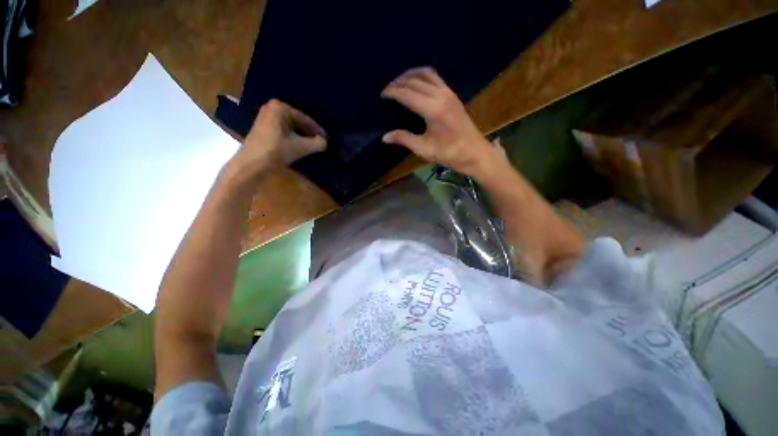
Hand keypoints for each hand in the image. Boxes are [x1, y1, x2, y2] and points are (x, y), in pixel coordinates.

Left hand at [232, 99, 326, 177]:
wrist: (252, 164)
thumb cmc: (277, 151)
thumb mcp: (302, 147)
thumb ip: (318, 143)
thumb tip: (325, 142)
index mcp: (281, 107)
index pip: (306, 119)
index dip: (318, 130)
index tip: (327, 139)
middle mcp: (272, 107)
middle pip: (298, 121)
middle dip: (309, 132)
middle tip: (321, 141)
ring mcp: (265, 116)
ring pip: (290, 126)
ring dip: (301, 135)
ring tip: (312, 144)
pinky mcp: (262, 126)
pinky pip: (283, 129)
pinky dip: (292, 136)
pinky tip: (299, 144)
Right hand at [381, 67, 504, 178]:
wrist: (474, 151)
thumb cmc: (449, 153)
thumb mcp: (424, 149)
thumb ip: (404, 139)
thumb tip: (385, 137)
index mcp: (432, 109)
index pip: (407, 93)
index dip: (393, 92)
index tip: (382, 95)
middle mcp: (440, 95)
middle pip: (415, 81)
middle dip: (398, 83)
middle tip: (387, 90)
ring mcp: (448, 92)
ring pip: (425, 74)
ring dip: (410, 75)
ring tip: (399, 82)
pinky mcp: (453, 94)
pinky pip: (435, 77)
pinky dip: (422, 76)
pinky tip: (416, 82)